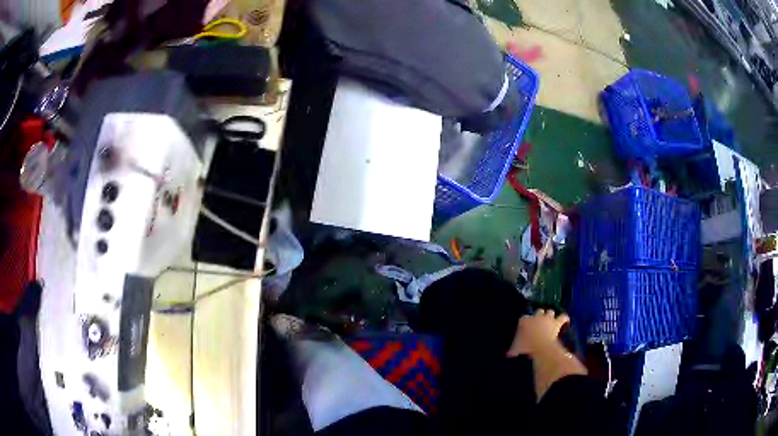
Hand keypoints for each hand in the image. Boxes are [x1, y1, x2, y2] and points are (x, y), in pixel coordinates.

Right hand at [507, 309, 569, 357]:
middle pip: (539, 311)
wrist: (540, 346)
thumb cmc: (526, 347)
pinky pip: (563, 317)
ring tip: (551, 320)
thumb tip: (508, 354)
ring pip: (550, 312)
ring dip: (551, 316)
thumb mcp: (516, 349)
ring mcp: (547, 319)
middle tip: (539, 323)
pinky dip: (564, 319)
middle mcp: (536, 317)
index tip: (524, 328)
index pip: (523, 319)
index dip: (525, 323)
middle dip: (539, 315)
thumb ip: (513, 350)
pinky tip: (566, 321)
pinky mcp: (556, 323)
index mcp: (524, 321)